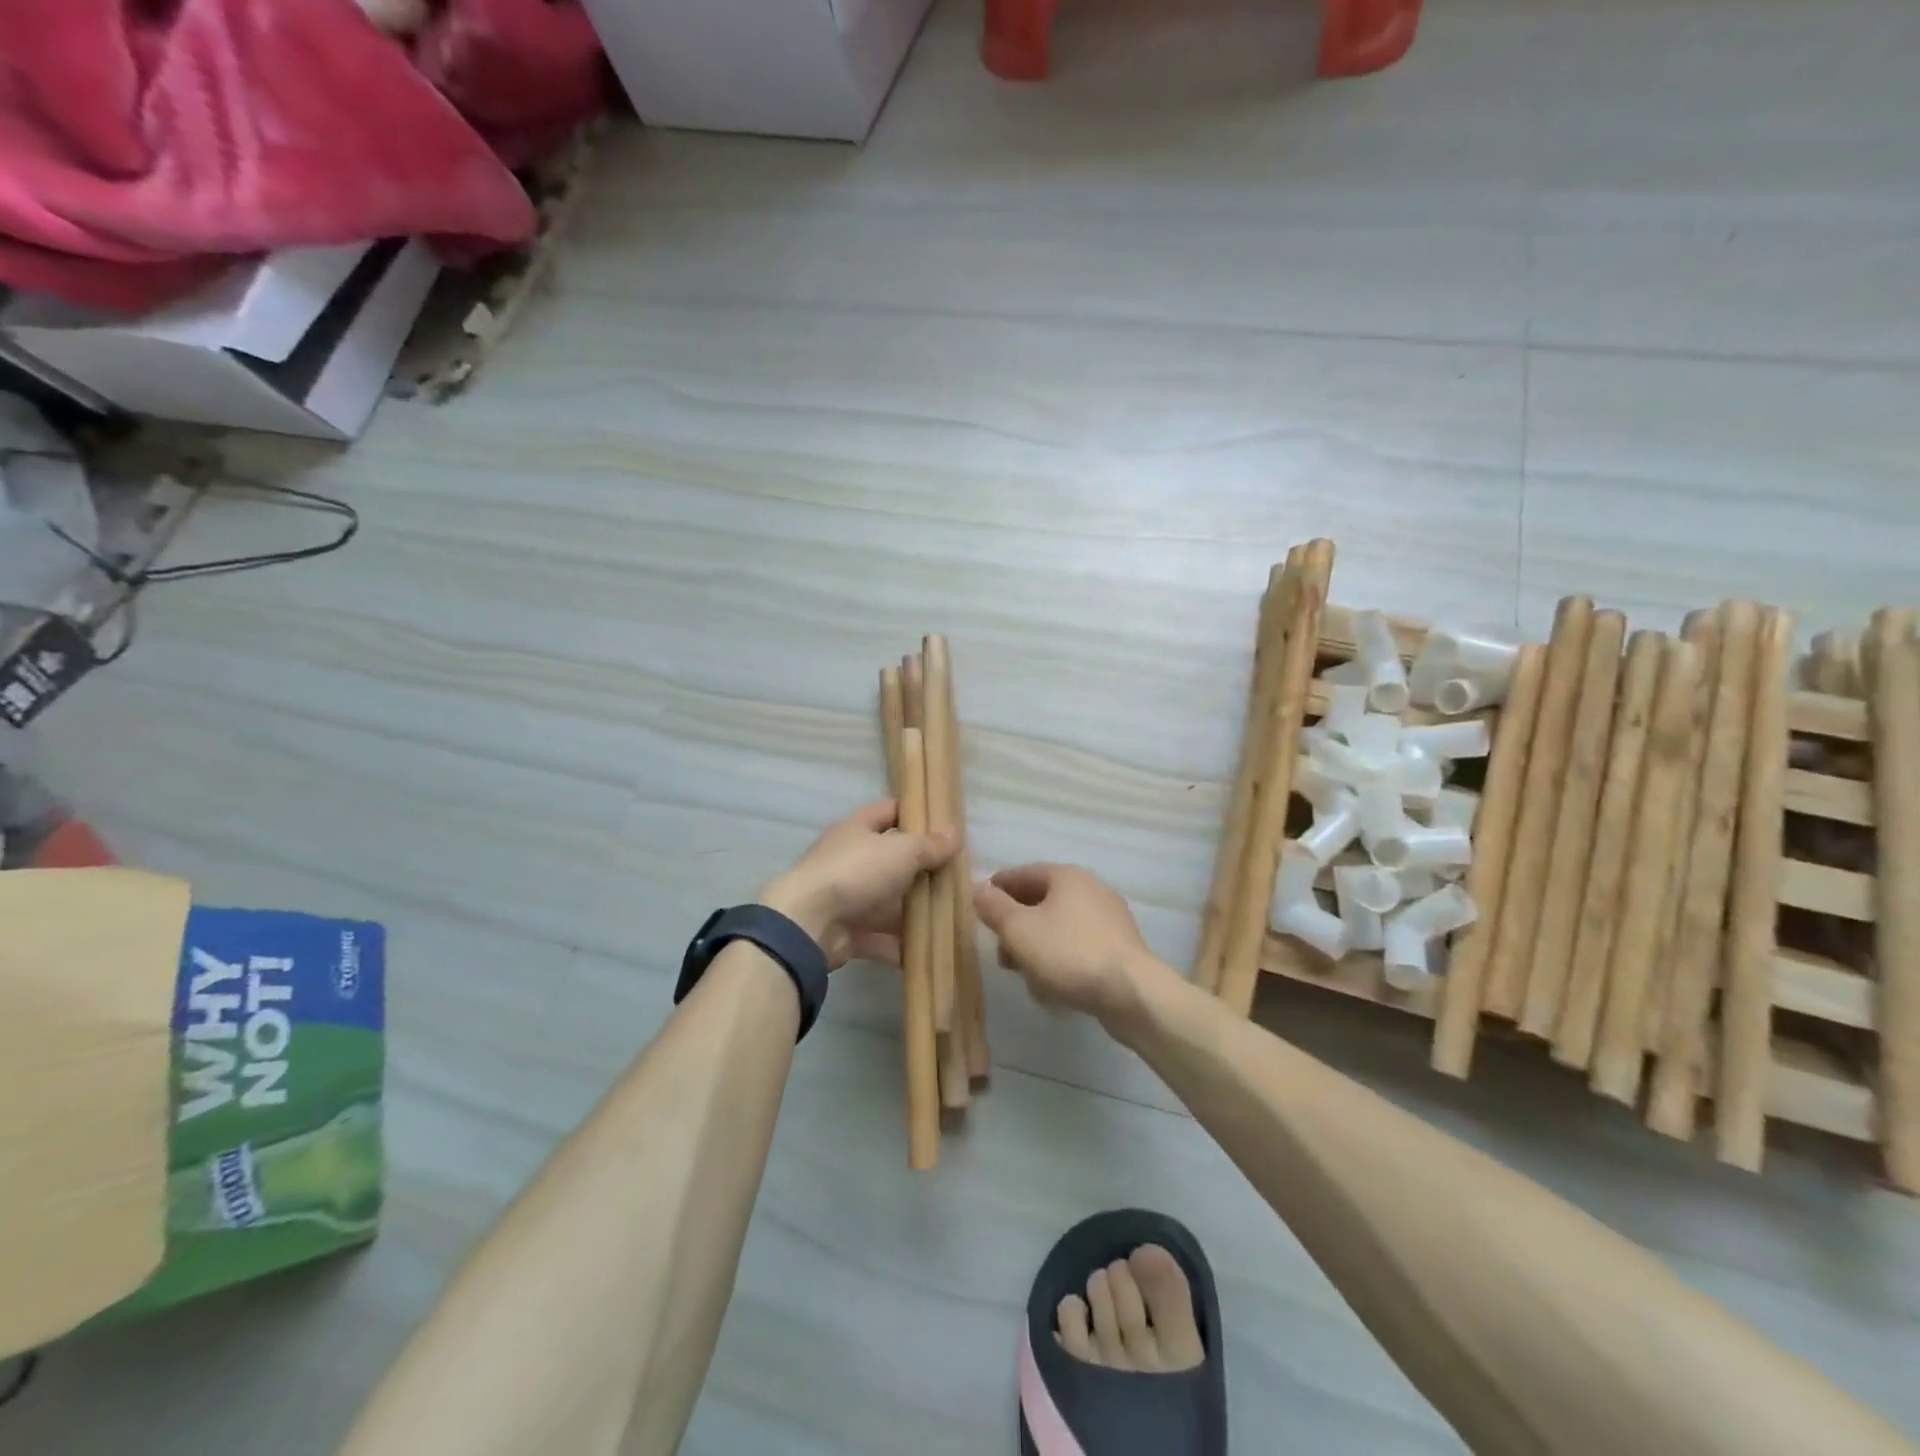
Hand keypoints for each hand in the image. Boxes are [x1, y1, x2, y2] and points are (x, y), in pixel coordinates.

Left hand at [760, 800, 958, 969]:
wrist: (808, 924)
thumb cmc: (856, 872)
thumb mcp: (902, 851)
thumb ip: (930, 845)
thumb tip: (955, 833)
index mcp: (858, 829)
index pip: (889, 811)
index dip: (915, 814)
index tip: (945, 826)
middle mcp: (851, 860)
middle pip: (892, 860)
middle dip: (922, 871)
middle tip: (957, 879)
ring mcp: (847, 897)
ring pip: (888, 902)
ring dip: (914, 912)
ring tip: (950, 920)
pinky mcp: (846, 932)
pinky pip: (880, 937)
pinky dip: (900, 946)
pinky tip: (928, 953)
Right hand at [973, 864, 1157, 1027]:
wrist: (1130, 992)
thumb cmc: (1067, 953)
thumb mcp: (1018, 930)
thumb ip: (994, 907)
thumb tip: (978, 888)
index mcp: (1066, 876)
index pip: (1023, 873)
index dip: (998, 888)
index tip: (979, 905)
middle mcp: (1091, 888)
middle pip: (1042, 901)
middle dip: (1017, 926)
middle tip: (1001, 951)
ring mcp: (1109, 918)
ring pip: (1060, 926)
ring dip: (1038, 946)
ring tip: (1024, 975)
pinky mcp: (1120, 947)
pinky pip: (1079, 946)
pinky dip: (1061, 959)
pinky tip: (1052, 986)